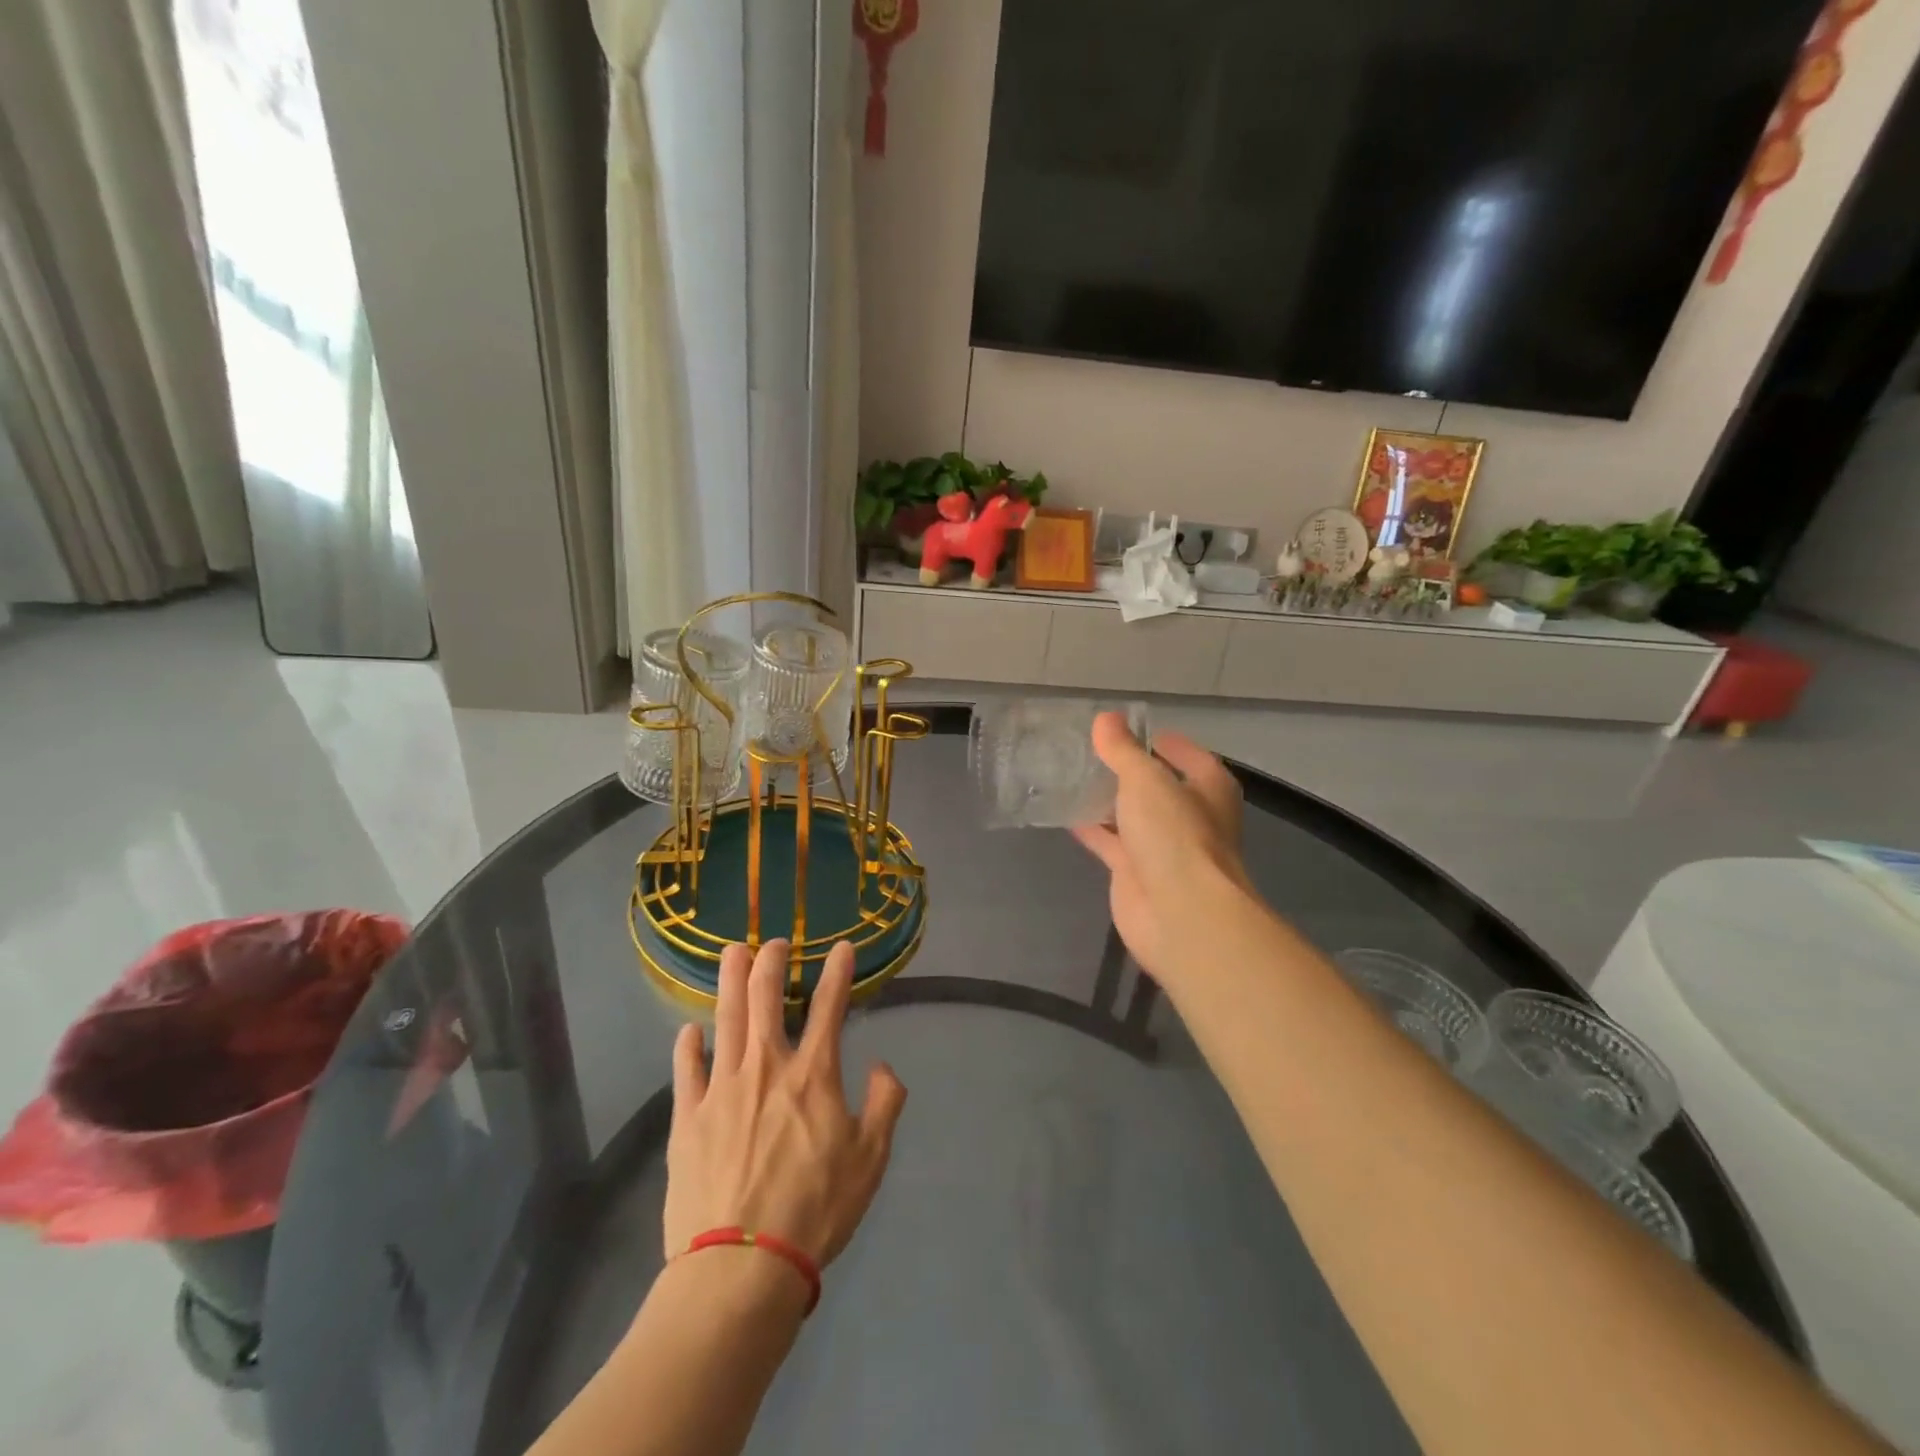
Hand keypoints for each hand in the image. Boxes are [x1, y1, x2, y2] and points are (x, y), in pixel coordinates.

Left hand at [664, 939, 906, 1275]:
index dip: (838, 972)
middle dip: (771, 962)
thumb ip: (884, 1104)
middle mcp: (766, 1067)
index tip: (842, 947)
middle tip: (774, 943)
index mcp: (812, 1075)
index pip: (830, 1007)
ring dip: (729, 982)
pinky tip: (689, 1031)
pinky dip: (688, 1046)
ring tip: (732, 953)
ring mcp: (722, 1089)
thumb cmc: (815, 1211)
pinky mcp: (688, 1119)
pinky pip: (686, 1071)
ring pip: (725, 1020)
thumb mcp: (870, 1160)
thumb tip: (883, 1066)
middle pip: (765, 999)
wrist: (741, 1268)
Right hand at [1072, 713, 1248, 988]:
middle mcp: (1190, 816)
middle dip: (1127, 772)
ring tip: (1069, 776)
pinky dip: (1092, 829)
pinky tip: (1063, 814)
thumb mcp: (1146, 780)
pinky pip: (1111, 843)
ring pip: (1132, 816)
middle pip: (1156, 787)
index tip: (1124, 730)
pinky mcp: (1136, 873)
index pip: (1186, 754)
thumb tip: (1106, 718)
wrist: (1179, 913)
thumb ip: (1122, 750)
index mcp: (1208, 788)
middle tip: (1087, 751)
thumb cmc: (1175, 835)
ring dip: (1107, 801)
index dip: (1158, 741)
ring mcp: (1163, 848)